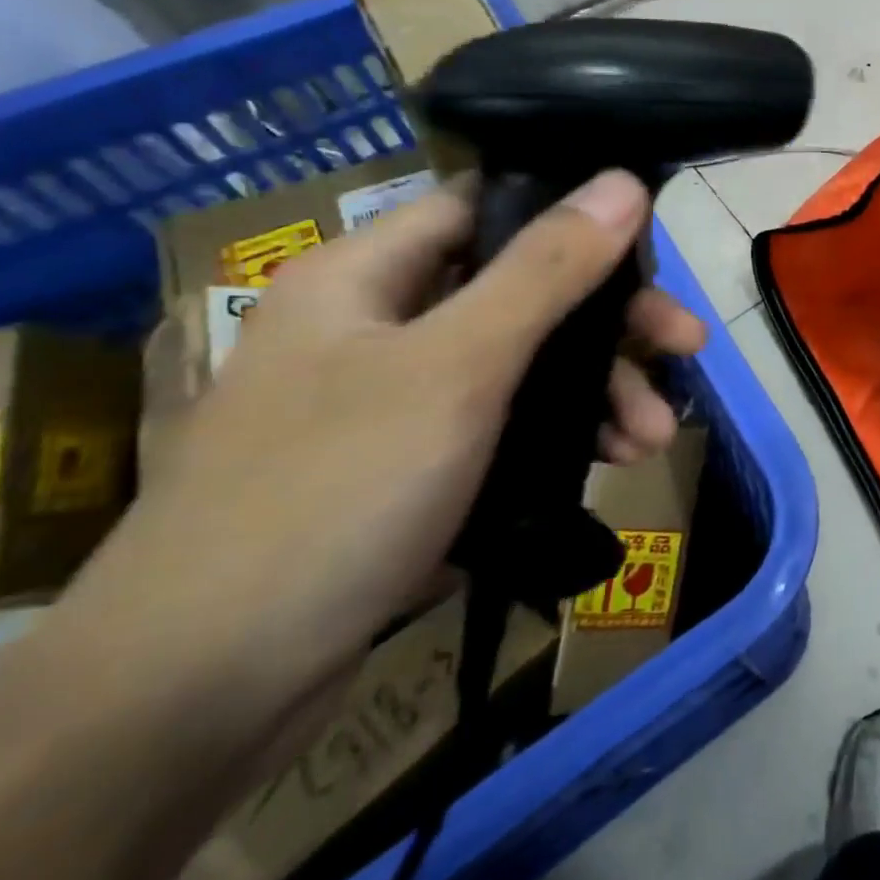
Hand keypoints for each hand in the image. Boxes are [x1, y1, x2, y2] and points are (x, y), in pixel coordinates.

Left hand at [0, 168, 703, 879]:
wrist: (195, 697)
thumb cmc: (333, 493)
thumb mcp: (458, 366)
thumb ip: (547, 270)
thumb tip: (622, 182)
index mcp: (366, 275)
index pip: (486, 206)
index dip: (569, 214)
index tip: (648, 247)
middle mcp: (379, 325)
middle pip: (520, 291)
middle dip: (609, 324)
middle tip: (684, 347)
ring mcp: (394, 401)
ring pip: (522, 365)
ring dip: (598, 391)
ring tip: (655, 436)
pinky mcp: (410, 468)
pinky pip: (506, 424)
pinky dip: (563, 436)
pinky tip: (612, 461)